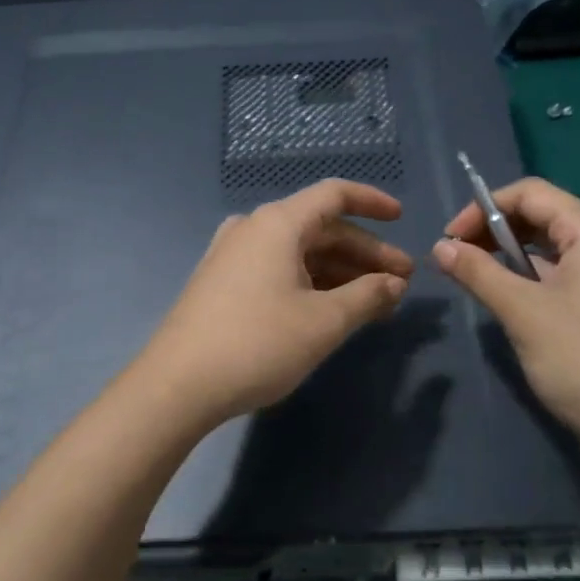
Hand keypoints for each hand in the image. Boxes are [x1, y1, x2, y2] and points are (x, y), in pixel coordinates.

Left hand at [131, 180, 413, 427]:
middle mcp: (253, 228)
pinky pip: (278, 268)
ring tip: (375, 301)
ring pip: (300, 251)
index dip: (372, 202)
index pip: (334, 195)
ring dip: (340, 271)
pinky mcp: (223, 282)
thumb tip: (394, 283)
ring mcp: (233, 254)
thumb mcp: (324, 322)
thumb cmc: (257, 344)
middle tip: (401, 282)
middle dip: (364, 253)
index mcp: (277, 223)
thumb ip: (367, 296)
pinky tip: (332, 308)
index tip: (402, 219)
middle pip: (320, 227)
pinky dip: (311, 282)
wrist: (177, 385)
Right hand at [431, 177, 579, 467]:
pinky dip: (537, 278)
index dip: (484, 207)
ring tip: (480, 279)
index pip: (532, 194)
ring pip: (557, 248)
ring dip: (514, 256)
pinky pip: (571, 275)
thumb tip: (439, 247)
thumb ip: (478, 272)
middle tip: (459, 258)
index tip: (450, 239)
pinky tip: (515, 302)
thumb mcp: (522, 312)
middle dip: (497, 231)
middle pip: (546, 216)